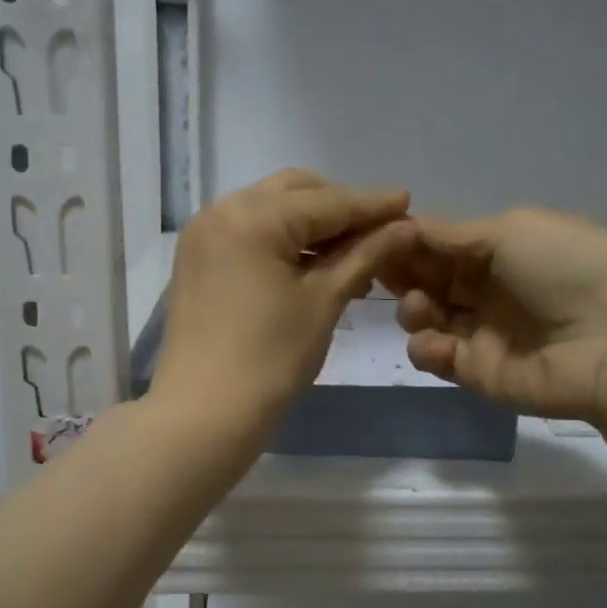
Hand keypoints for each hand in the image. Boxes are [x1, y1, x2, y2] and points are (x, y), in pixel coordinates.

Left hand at [150, 170, 414, 436]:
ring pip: (270, 209)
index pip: (327, 201)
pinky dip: (282, 239)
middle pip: (295, 192)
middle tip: (380, 231)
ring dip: (311, 223)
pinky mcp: (197, 259)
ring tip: (352, 253)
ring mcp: (204, 234)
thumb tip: (405, 226)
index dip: (372, 205)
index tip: (409, 202)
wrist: (202, 415)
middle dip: (339, 207)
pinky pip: (249, 231)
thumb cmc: (271, 360)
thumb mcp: (325, 302)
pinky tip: (311, 264)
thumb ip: (366, 255)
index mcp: (254, 216)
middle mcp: (222, 210)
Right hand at [384, 207, 606, 429]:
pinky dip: (426, 347)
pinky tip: (437, 342)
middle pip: (428, 280)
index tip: (375, 237)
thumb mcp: (511, 230)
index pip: (442, 245)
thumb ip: (453, 234)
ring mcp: (482, 332)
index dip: (408, 241)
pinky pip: (436, 356)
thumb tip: (408, 227)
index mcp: (501, 250)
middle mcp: (488, 289)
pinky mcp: (477, 372)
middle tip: (378, 270)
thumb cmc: (565, 267)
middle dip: (401, 273)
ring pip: (426, 317)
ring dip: (412, 308)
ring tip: (420, 307)